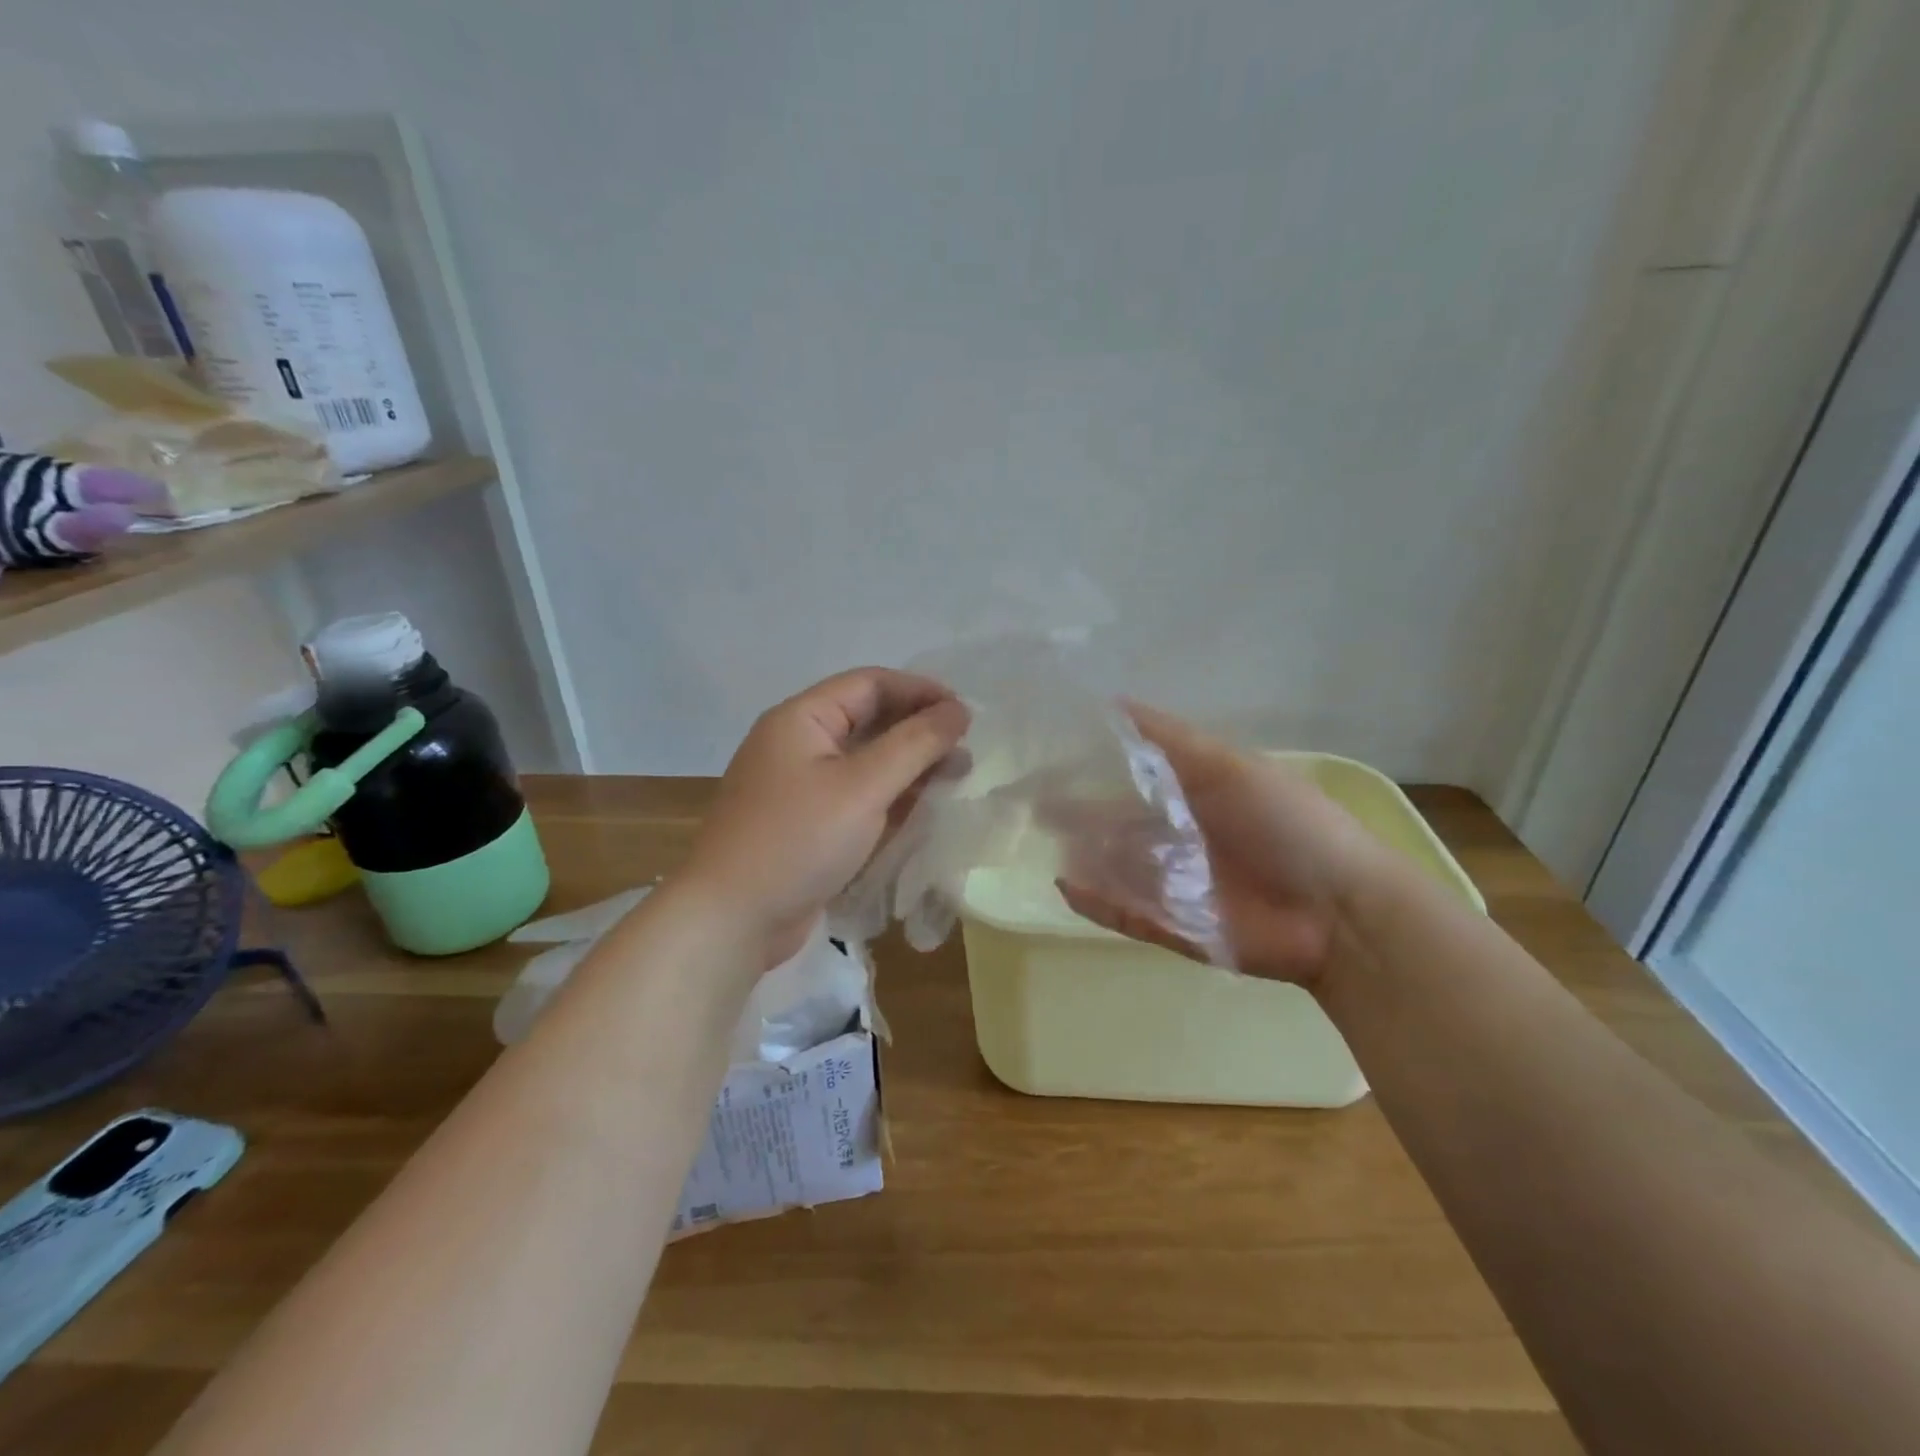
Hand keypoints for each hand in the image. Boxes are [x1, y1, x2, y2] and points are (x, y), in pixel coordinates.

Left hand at [682, 668, 969, 967]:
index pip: (870, 684)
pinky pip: (856, 795)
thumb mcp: (863, 787)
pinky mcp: (807, 822)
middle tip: (965, 750)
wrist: (732, 919)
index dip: (920, 691)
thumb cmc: (798, 841)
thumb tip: (957, 711)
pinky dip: (889, 797)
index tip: (966, 713)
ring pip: (866, 761)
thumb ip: (914, 745)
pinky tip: (922, 809)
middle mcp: (798, 743)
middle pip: (868, 720)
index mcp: (802, 719)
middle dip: (918, 731)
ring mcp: (800, 785)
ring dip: (909, 766)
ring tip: (955, 779)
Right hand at [1057, 703, 1386, 987]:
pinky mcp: (1175, 927)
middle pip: (1117, 823)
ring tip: (1043, 840)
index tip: (1051, 754)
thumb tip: (1113, 702)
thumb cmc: (1288, 825)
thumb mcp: (1229, 767)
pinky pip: (1125, 912)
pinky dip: (1095, 901)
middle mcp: (1181, 836)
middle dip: (1078, 813)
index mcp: (1196, 794)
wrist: (1340, 913)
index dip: (1094, 765)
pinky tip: (1064, 884)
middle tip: (1031, 804)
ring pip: (1116, 867)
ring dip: (1082, 854)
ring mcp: (1176, 884)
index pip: (1134, 775)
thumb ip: (1169, 740)